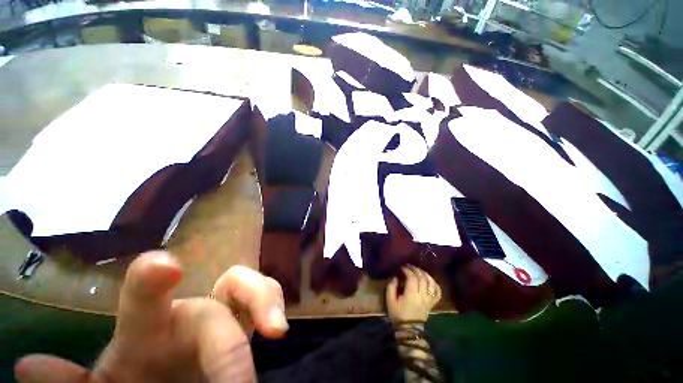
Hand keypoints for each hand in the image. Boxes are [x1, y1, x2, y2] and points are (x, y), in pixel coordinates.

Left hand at [14, 251, 287, 382]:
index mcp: (152, 329)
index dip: (153, 279)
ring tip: (276, 328)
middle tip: (250, 361)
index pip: (146, 300)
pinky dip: (273, 308)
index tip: (164, 266)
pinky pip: (268, 301)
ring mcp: (226, 313)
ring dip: (266, 300)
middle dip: (238, 313)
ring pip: (255, 287)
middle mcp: (194, 313)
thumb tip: (28, 367)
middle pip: (219, 296)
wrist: (175, 379)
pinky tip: (277, 327)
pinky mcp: (248, 318)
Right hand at [386, 266, 441, 322]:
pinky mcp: (432, 304)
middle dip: (415, 269)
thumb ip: (391, 287)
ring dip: (425, 274)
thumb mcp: (390, 300)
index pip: (412, 278)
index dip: (407, 270)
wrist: (409, 330)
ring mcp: (429, 300)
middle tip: (409, 266)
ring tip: (419, 270)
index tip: (402, 267)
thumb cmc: (397, 314)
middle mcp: (422, 296)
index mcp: (411, 295)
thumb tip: (395, 277)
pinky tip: (430, 280)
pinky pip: (437, 292)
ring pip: (431, 283)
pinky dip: (435, 284)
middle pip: (422, 278)